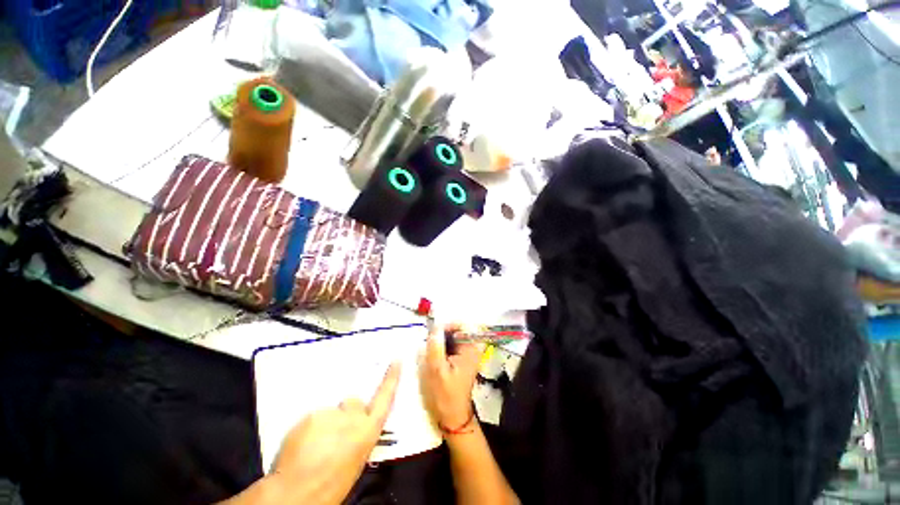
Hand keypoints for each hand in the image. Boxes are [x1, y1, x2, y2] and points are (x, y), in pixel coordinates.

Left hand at [269, 363, 400, 504]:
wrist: (297, 495)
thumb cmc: (332, 485)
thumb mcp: (357, 461)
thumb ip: (360, 435)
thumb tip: (356, 427)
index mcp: (368, 431)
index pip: (385, 398)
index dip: (392, 378)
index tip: (397, 360)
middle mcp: (353, 416)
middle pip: (353, 402)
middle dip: (346, 414)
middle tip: (332, 436)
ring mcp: (332, 413)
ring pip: (331, 412)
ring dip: (326, 423)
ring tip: (315, 447)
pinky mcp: (311, 414)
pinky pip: (313, 418)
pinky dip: (310, 429)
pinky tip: (303, 446)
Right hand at [420, 324, 483, 430]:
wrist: (453, 417)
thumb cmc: (446, 395)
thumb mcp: (436, 370)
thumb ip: (435, 346)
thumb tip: (434, 327)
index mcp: (471, 349)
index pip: (463, 325)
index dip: (448, 324)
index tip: (434, 331)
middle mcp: (472, 348)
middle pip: (458, 329)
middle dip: (443, 332)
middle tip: (429, 342)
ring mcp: (467, 353)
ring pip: (453, 336)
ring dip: (441, 339)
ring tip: (430, 349)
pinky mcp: (461, 358)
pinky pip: (452, 345)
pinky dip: (442, 346)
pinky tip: (434, 355)